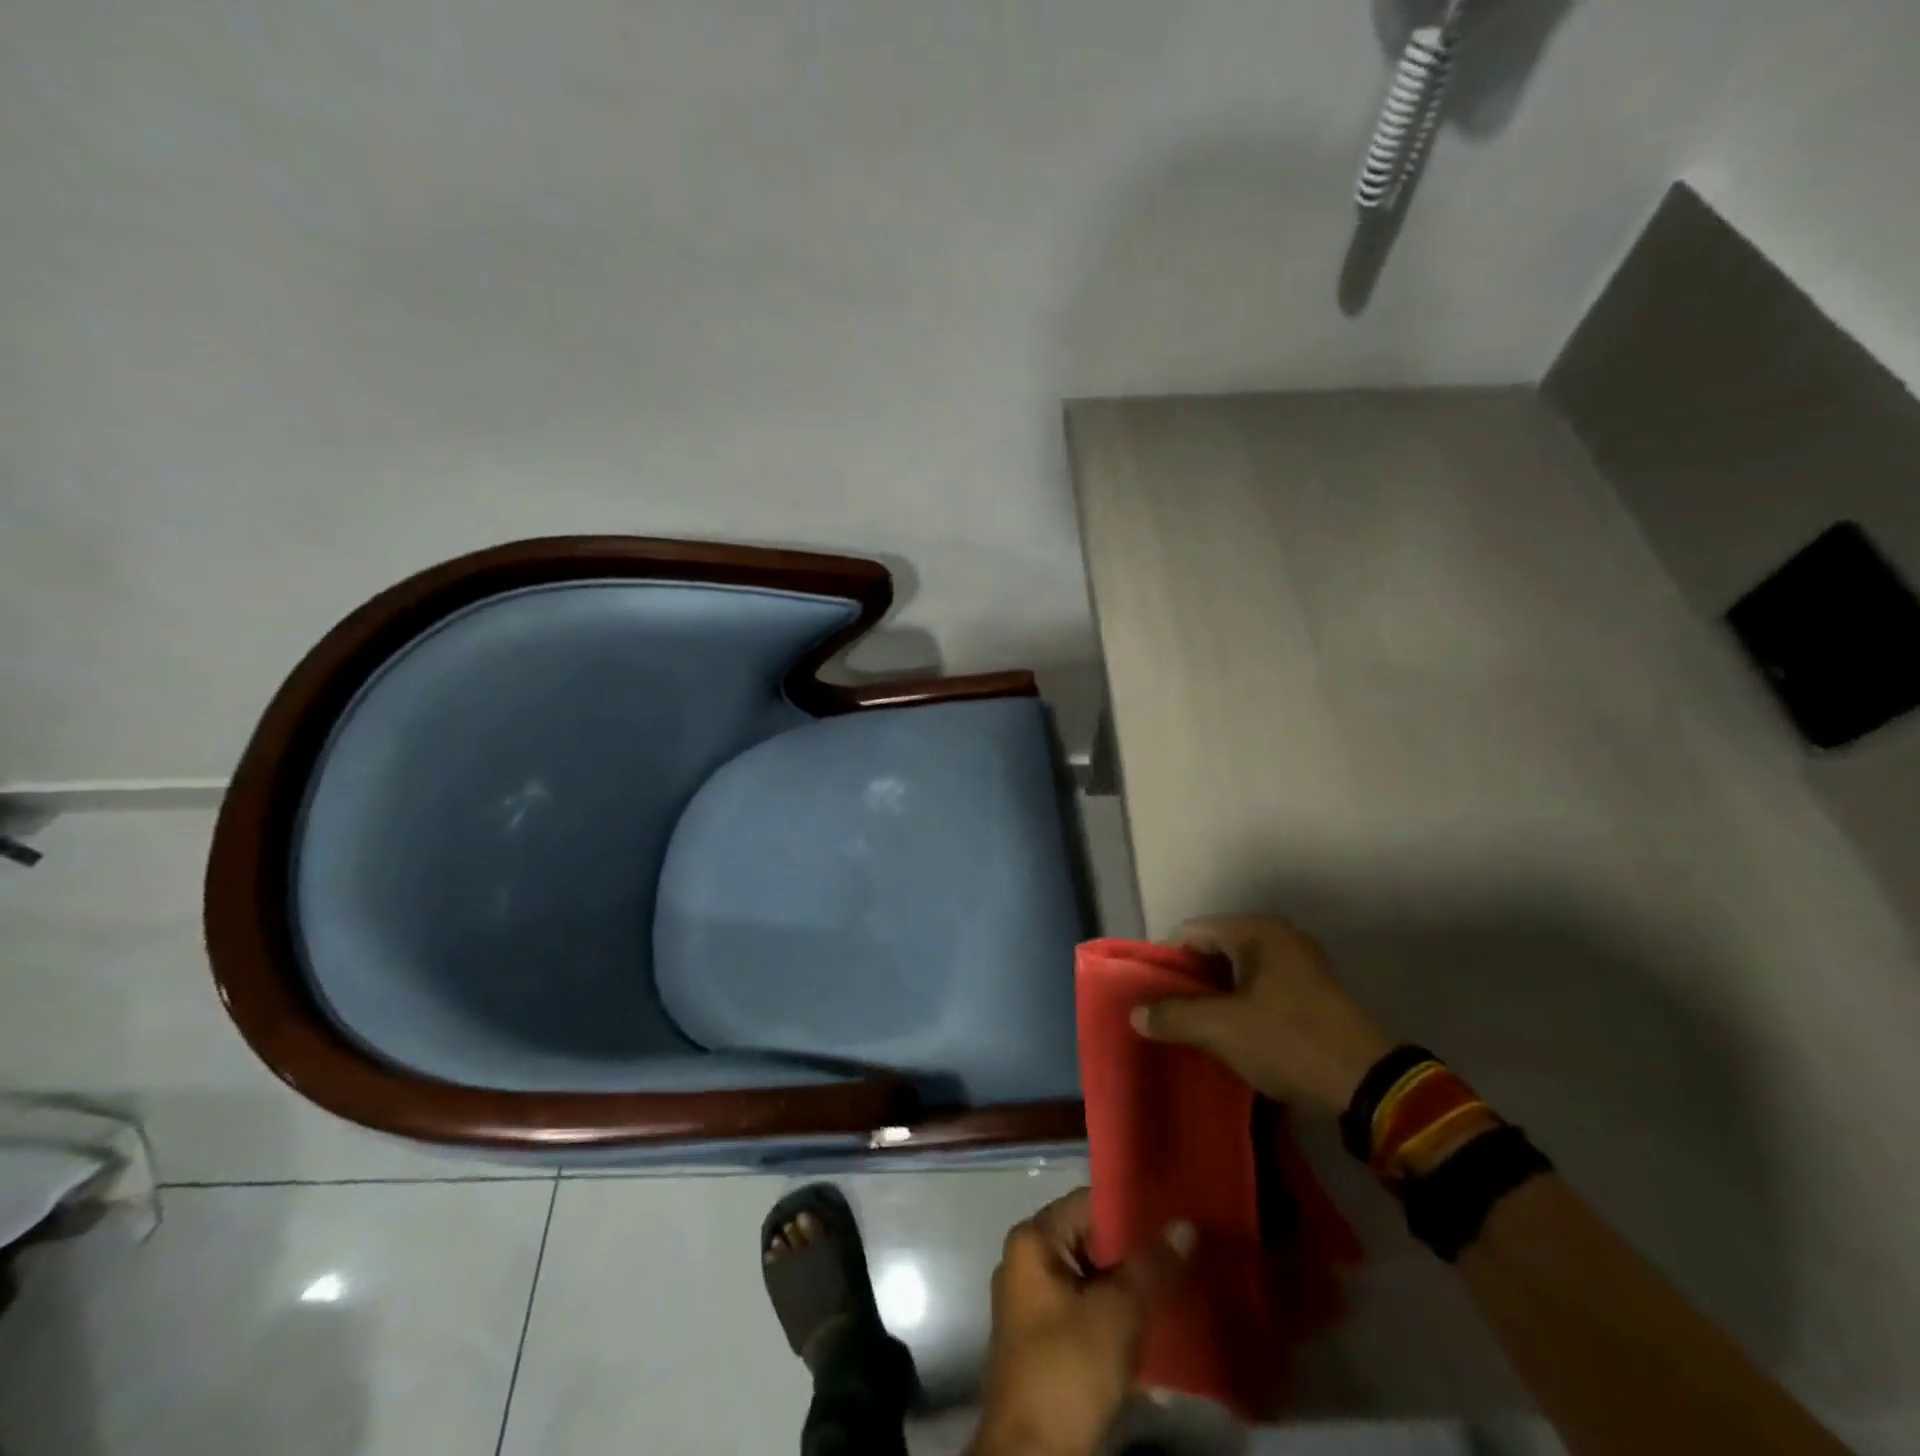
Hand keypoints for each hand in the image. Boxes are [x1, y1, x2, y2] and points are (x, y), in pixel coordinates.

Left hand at [972, 1188, 1191, 1455]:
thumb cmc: (1068, 1368)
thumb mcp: (1117, 1314)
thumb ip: (1151, 1266)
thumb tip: (1185, 1225)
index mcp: (1034, 1240)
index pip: (1088, 1202)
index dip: (1131, 1206)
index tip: (1174, 1211)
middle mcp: (1028, 1261)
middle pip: (1091, 1241)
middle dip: (1136, 1253)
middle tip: (1185, 1252)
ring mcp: (1035, 1303)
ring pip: (1093, 1280)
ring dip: (1132, 1290)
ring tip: (1180, 1287)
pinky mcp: (1046, 1341)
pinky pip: (1088, 1312)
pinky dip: (1118, 1319)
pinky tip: (1158, 1333)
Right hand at [1133, 914, 1393, 1114]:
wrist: (1371, 1086)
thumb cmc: (1288, 1041)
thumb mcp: (1221, 1029)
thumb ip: (1173, 1016)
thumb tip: (1135, 1013)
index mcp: (1256, 930)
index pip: (1190, 932)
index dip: (1166, 962)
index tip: (1152, 996)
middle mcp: (1279, 935)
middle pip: (1214, 948)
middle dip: (1190, 980)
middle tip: (1172, 1014)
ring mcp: (1301, 962)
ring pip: (1239, 970)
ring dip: (1216, 995)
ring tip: (1198, 1027)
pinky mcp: (1315, 990)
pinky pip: (1262, 985)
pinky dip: (1242, 1003)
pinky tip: (1235, 1033)